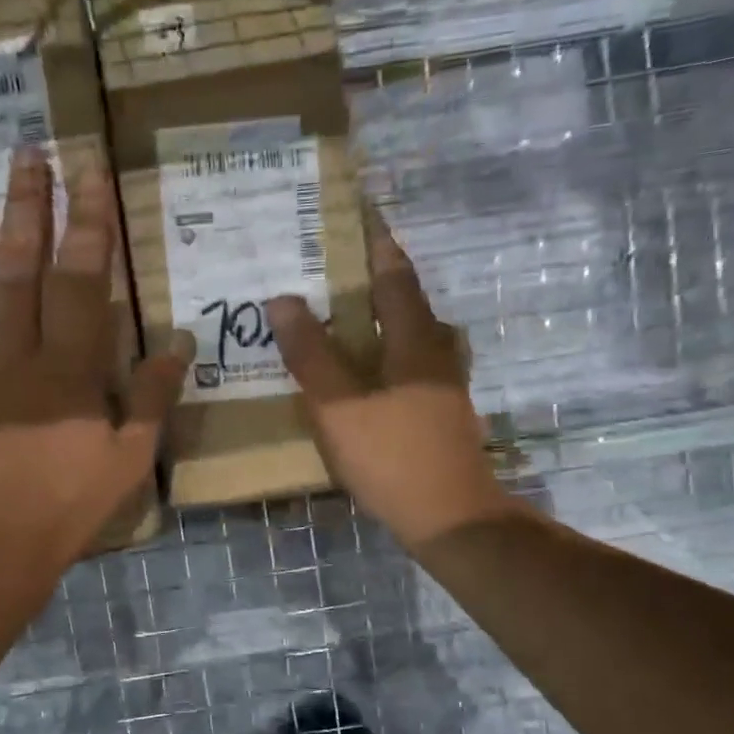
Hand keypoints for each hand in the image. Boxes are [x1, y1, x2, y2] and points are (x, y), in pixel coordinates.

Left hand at [0, 146, 190, 569]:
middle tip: (27, 153)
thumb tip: (179, 338)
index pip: (81, 278)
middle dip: (27, 206)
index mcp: (70, 367)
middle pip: (21, 266)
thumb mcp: (130, 460)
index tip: (89, 173)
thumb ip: (153, 396)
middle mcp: (16, 352)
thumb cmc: (67, 506)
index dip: (87, 223)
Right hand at [268, 222, 513, 551]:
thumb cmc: (392, 455)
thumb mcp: (339, 405)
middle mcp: (436, 353)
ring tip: (341, 317)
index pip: (394, 275)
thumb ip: (311, 353)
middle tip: (332, 270)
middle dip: (373, 280)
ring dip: (379, 319)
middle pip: (406, 302)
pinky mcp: (438, 412)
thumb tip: (284, 299)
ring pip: (409, 336)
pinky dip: (383, 354)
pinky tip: (360, 372)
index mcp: (415, 340)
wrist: (449, 518)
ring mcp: (442, 385)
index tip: (357, 215)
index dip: (376, 243)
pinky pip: (407, 365)